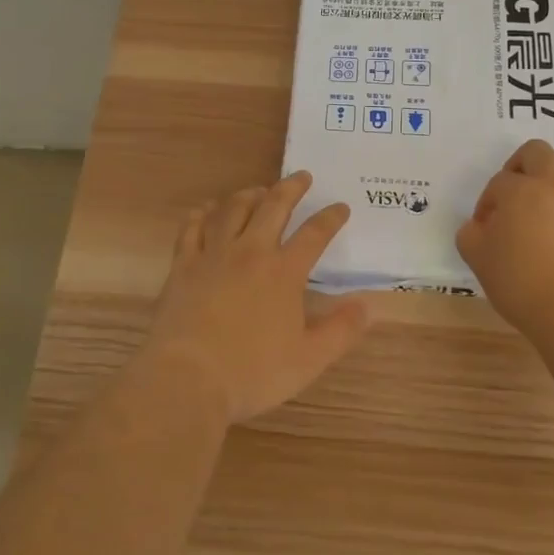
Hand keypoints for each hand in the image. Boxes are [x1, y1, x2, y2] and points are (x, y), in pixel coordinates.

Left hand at [143, 172, 371, 422]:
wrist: (187, 378)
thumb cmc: (252, 373)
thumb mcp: (308, 360)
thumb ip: (341, 330)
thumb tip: (369, 305)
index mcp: (283, 272)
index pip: (314, 234)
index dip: (330, 218)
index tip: (341, 206)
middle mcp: (250, 252)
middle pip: (273, 207)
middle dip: (291, 188)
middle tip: (302, 176)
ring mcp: (213, 255)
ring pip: (233, 210)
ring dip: (249, 194)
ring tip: (258, 190)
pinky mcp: (183, 265)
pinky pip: (193, 227)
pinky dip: (203, 214)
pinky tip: (207, 210)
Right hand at [456, 140, 553, 339]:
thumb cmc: (520, 282)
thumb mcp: (477, 259)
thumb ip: (470, 235)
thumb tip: (477, 227)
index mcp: (517, 190)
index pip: (497, 183)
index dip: (487, 203)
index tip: (484, 229)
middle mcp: (552, 184)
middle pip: (536, 151)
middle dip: (520, 165)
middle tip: (513, 193)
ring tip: (547, 198)